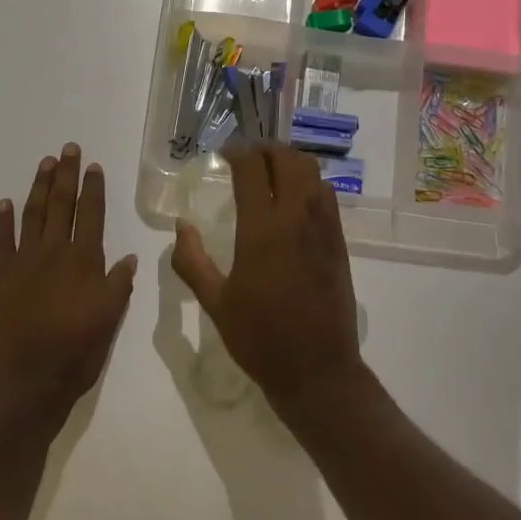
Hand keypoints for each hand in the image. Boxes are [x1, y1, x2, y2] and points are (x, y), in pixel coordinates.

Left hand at [0, 143, 137, 419]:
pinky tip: (5, 203)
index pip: (91, 215)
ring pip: (32, 215)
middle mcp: (54, 253)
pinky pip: (1, 241)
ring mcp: (23, 262)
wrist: (25, 382)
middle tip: (68, 148)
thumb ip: (118, 285)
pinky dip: (3, 220)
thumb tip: (127, 258)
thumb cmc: (76, 353)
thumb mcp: (109, 320)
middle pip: (61, 205)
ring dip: (39, 187)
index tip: (93, 165)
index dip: (93, 188)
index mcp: (84, 261)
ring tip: (45, 163)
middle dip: (66, 175)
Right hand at [171, 142, 365, 408]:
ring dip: (290, 163)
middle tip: (248, 157)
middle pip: (288, 160)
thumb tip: (181, 225)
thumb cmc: (260, 338)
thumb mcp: (215, 303)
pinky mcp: (339, 242)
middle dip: (267, 150)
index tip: (225, 154)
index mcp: (262, 230)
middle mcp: (296, 218)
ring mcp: (323, 228)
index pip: (253, 169)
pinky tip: (294, 201)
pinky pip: (327, 196)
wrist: (317, 369)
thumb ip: (192, 261)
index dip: (238, 152)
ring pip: (312, 173)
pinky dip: (309, 183)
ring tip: (271, 173)